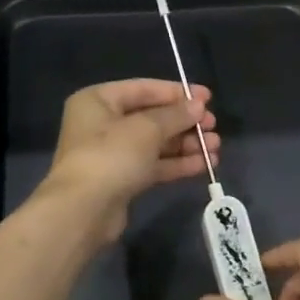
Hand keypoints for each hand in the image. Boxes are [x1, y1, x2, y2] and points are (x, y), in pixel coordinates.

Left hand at [43, 79, 220, 242]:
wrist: (83, 211)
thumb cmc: (111, 156)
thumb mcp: (147, 128)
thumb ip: (175, 115)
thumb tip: (198, 106)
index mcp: (98, 100)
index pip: (144, 89)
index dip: (177, 92)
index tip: (208, 98)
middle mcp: (102, 123)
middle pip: (151, 117)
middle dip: (185, 122)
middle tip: (213, 126)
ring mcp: (111, 154)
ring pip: (155, 143)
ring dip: (185, 144)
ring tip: (215, 147)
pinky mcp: (121, 180)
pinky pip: (153, 165)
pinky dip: (177, 163)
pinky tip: (204, 164)